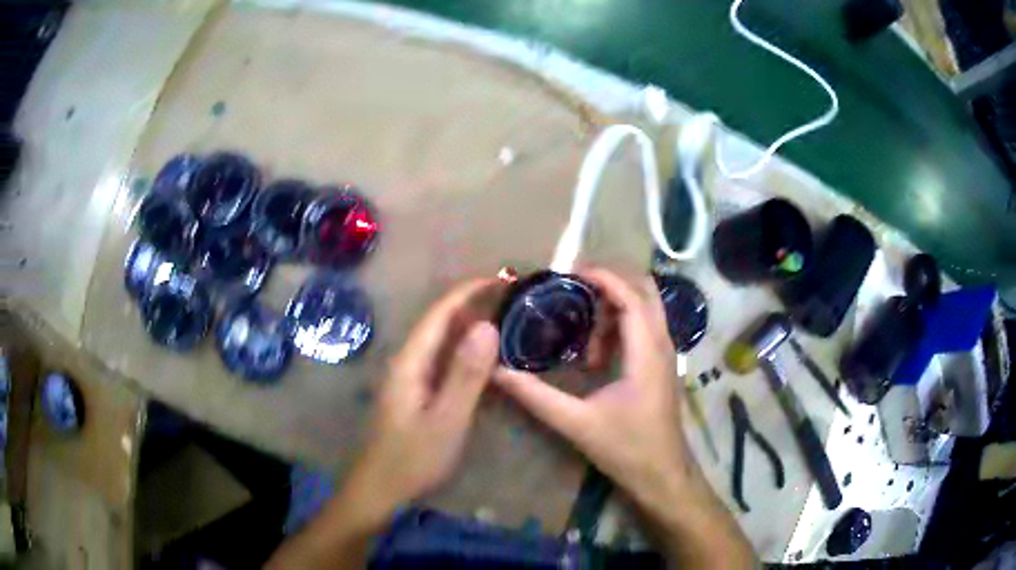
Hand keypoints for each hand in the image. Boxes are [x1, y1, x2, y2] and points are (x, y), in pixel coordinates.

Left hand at [341, 279, 500, 529]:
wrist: (381, 489)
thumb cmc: (412, 458)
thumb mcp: (446, 419)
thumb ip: (466, 375)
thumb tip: (487, 326)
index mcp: (410, 361)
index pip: (440, 313)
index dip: (469, 292)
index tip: (501, 279)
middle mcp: (408, 361)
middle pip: (440, 322)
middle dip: (473, 303)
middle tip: (511, 296)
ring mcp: (410, 378)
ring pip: (442, 341)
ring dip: (470, 324)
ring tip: (504, 316)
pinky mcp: (416, 393)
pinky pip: (443, 361)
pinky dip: (465, 350)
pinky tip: (485, 355)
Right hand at [493, 267, 754, 567]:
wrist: (663, 475)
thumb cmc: (626, 449)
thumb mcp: (576, 424)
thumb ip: (536, 396)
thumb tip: (499, 372)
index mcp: (646, 352)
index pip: (630, 297)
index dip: (602, 277)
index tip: (569, 273)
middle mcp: (662, 345)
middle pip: (645, 291)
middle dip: (611, 285)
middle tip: (575, 291)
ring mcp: (666, 355)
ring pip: (646, 309)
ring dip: (615, 309)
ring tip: (583, 336)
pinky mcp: (663, 366)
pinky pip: (645, 328)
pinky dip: (622, 326)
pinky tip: (597, 357)